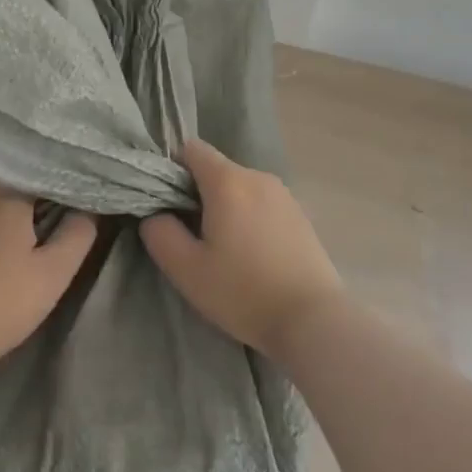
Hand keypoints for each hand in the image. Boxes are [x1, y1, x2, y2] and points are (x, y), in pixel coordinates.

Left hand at [0, 186, 97, 380]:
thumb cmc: (1, 303)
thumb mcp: (54, 274)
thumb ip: (77, 235)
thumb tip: (88, 209)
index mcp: (5, 197)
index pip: (36, 179)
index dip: (54, 192)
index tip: (67, 209)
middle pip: (4, 193)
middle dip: (23, 208)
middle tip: (40, 234)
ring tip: (7, 252)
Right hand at [141, 138, 344, 359]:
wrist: (315, 322)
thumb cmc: (244, 292)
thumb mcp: (186, 269)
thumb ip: (159, 232)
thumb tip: (156, 214)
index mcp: (228, 181)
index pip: (191, 149)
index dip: (173, 170)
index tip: (170, 206)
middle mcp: (257, 177)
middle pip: (216, 169)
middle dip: (198, 194)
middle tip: (194, 237)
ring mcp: (284, 195)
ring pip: (240, 188)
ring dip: (226, 208)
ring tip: (226, 251)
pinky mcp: (301, 215)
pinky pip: (262, 204)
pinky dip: (250, 219)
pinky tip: (254, 256)